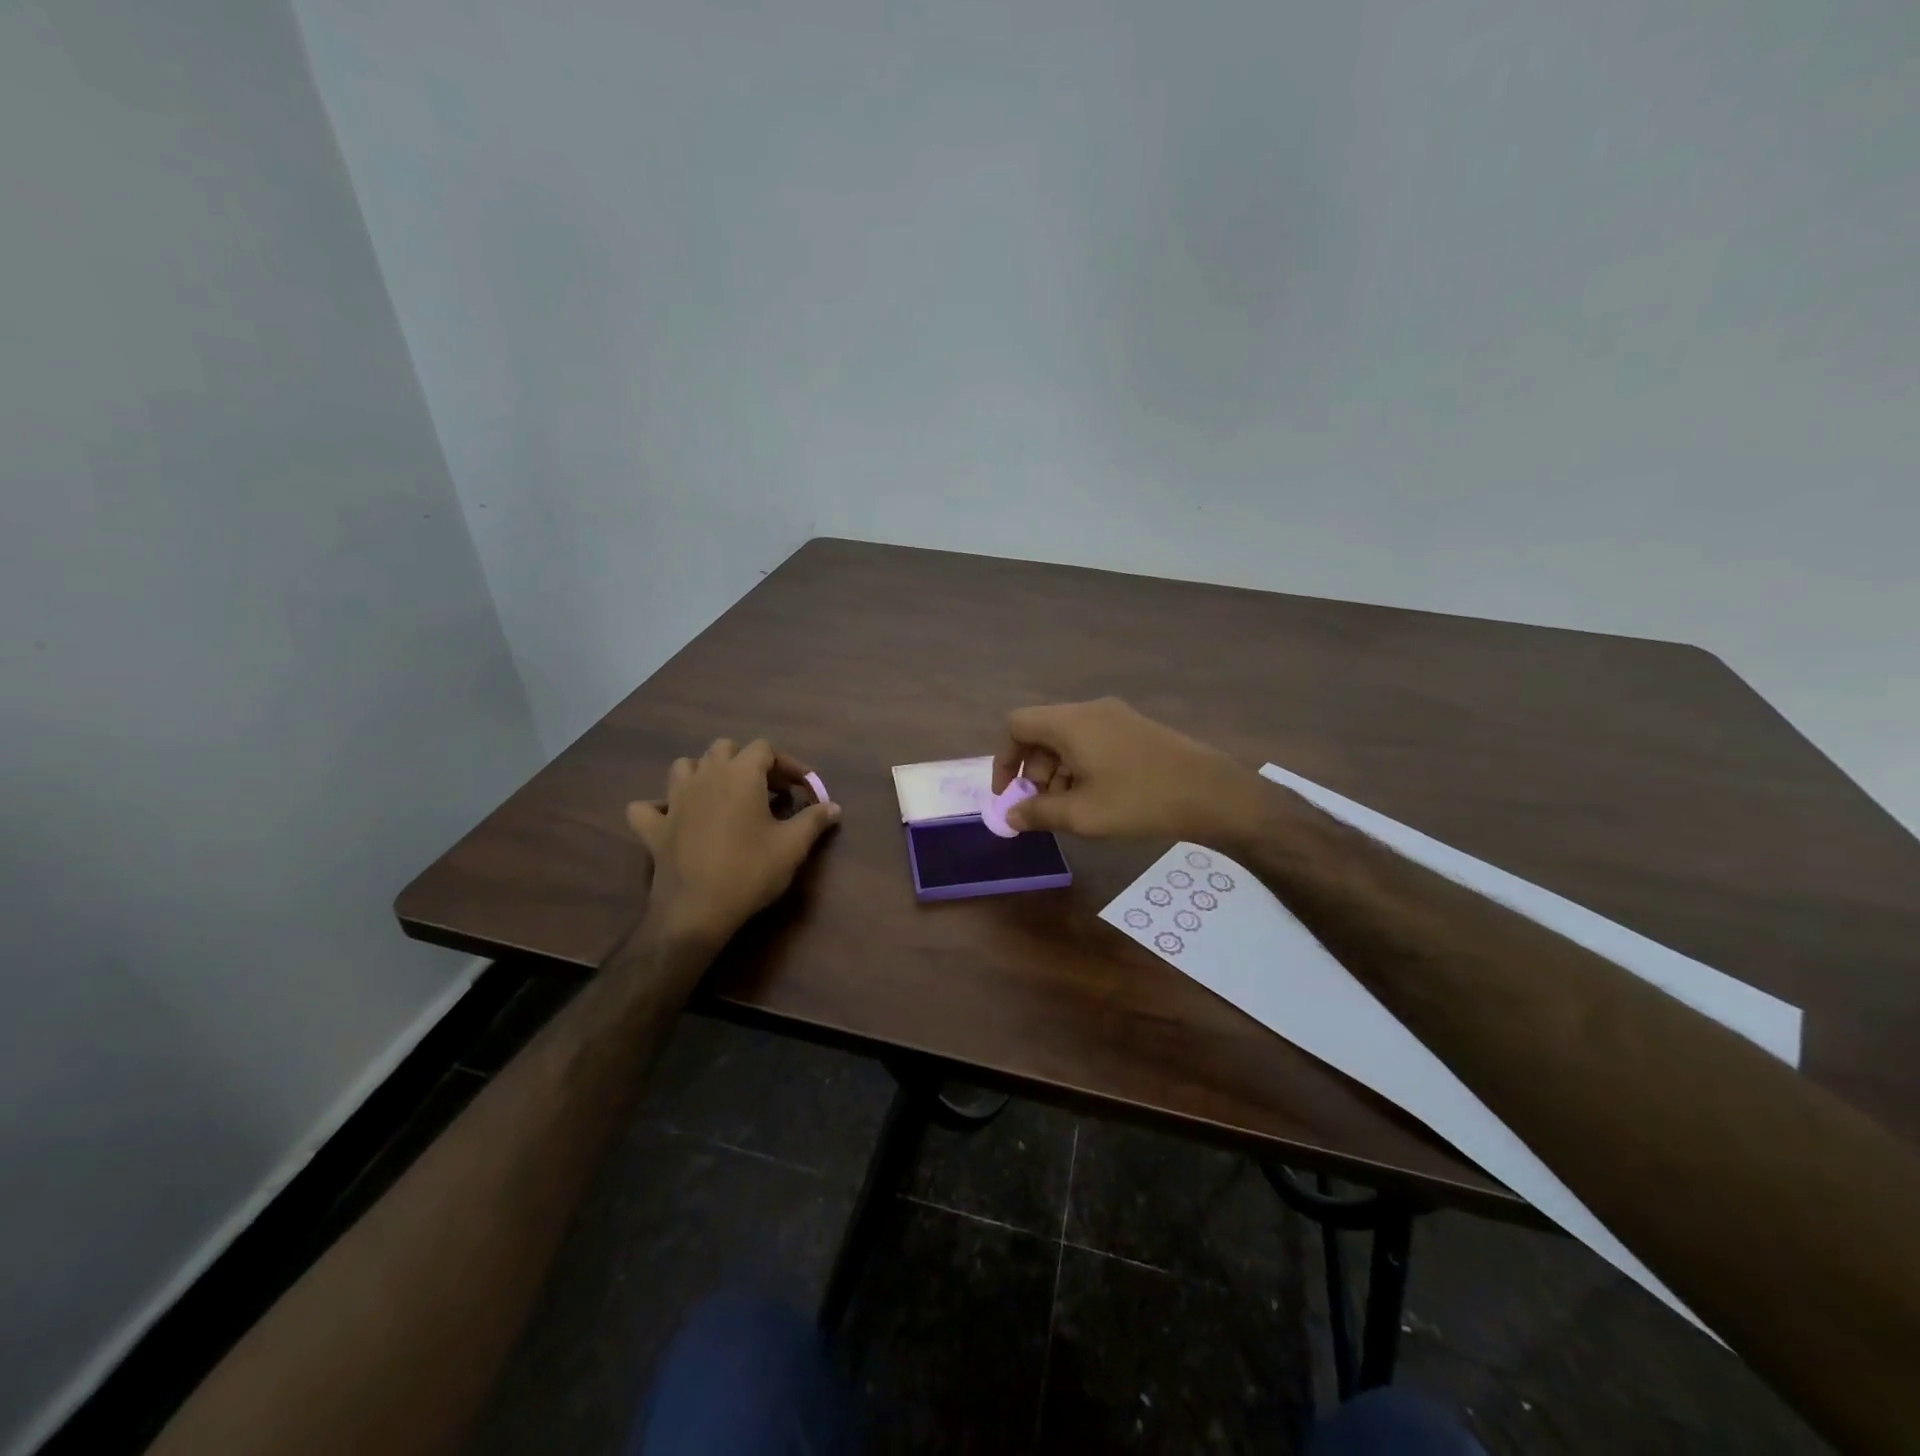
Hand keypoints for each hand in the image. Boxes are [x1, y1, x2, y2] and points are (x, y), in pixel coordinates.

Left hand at [626, 739, 839, 945]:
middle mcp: (705, 776)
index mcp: (740, 774)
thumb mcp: (793, 846)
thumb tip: (833, 807)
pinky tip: (674, 819)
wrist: (697, 911)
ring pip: (685, 766)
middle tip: (767, 790)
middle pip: (725, 748)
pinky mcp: (653, 828)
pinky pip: (647, 807)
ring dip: (704, 773)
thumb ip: (814, 820)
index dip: (787, 765)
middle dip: (747, 761)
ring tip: (723, 795)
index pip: (765, 749)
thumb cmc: (750, 871)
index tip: (803, 789)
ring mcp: (674, 800)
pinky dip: (660, 808)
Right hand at [990, 697, 1265, 847]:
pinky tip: (1095, 796)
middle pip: (1042, 731)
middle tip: (1042, 807)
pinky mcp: (1135, 728)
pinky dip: (1080, 764)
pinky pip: (1092, 740)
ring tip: (1069, 808)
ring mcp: (1116, 716)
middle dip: (1033, 770)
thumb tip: (1010, 816)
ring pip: (1068, 737)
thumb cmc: (1140, 801)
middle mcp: (1090, 710)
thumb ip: (1038, 813)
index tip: (1009, 794)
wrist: (1212, 793)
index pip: (1017, 725)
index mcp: (1071, 723)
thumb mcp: (1083, 815)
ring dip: (1057, 770)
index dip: (1004, 759)